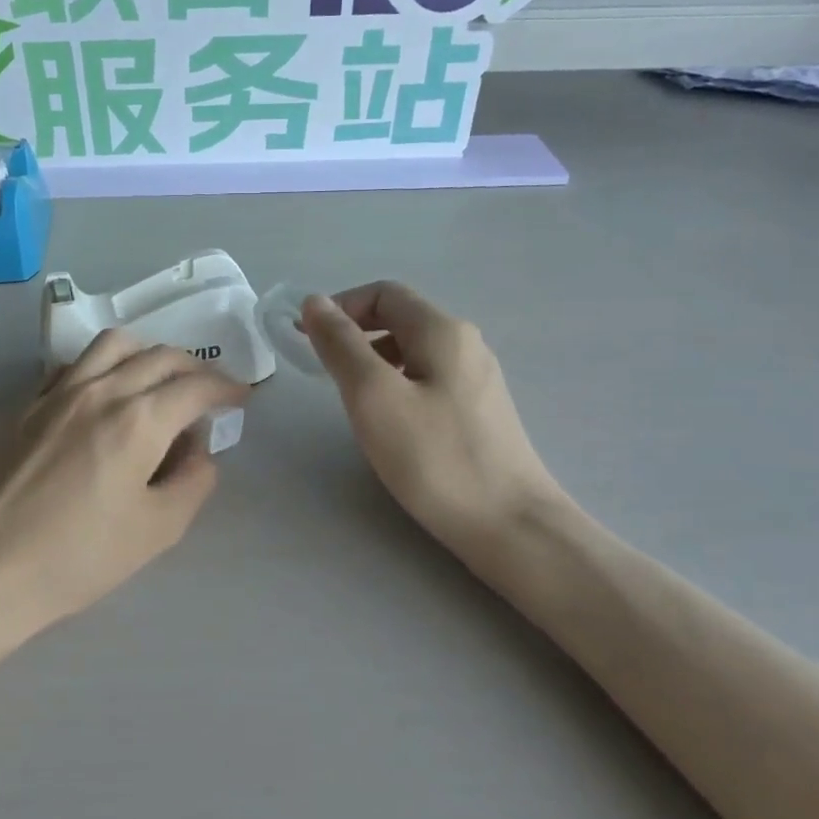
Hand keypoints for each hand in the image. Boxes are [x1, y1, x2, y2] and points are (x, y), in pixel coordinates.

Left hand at [0, 330, 245, 635]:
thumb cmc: (80, 556)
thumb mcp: (159, 529)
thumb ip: (194, 481)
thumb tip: (198, 450)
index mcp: (139, 419)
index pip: (196, 386)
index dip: (227, 388)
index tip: (241, 397)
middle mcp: (101, 390)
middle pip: (160, 356)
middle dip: (195, 368)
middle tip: (209, 391)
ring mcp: (59, 392)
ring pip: (114, 344)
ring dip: (148, 353)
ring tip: (159, 380)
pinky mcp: (29, 404)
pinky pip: (75, 363)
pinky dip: (104, 364)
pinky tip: (106, 391)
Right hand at [301, 283, 566, 557]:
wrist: (510, 525)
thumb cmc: (435, 458)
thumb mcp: (374, 396)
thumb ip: (341, 345)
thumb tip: (315, 302)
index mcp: (442, 330)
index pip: (383, 293)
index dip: (340, 307)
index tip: (307, 340)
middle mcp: (465, 344)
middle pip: (400, 319)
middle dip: (355, 335)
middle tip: (324, 372)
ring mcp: (478, 378)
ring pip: (413, 351)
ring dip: (373, 361)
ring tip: (352, 399)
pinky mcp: (480, 411)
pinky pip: (428, 379)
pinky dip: (397, 385)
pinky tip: (389, 422)